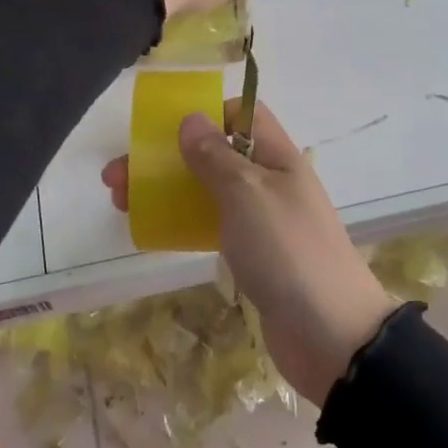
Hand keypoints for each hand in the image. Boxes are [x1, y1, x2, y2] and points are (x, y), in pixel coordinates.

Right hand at [101, 99, 396, 405]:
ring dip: (167, 191)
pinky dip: (183, 223)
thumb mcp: (247, 193)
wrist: (329, 334)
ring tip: (120, 201)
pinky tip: (153, 231)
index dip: (206, 113)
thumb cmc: (287, 250)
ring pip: (208, 192)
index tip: (164, 131)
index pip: (244, 115)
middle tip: (117, 175)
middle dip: (167, 158)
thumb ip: (216, 156)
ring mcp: (262, 221)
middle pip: (214, 155)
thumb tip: (191, 118)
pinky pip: (213, 227)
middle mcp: (270, 182)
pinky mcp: (254, 257)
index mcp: (278, 156)